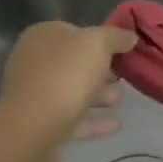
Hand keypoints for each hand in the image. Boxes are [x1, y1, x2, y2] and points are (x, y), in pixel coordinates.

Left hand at [0, 21, 137, 161]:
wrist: (33, 130)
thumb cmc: (65, 75)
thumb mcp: (97, 43)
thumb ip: (115, 37)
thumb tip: (129, 36)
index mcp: (43, 36)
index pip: (76, 31)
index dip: (102, 39)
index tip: (125, 51)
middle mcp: (35, 61)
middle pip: (75, 62)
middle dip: (101, 69)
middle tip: (125, 76)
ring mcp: (36, 95)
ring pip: (73, 90)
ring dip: (98, 94)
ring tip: (120, 100)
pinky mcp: (41, 125)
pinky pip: (73, 118)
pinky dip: (93, 120)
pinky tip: (116, 124)